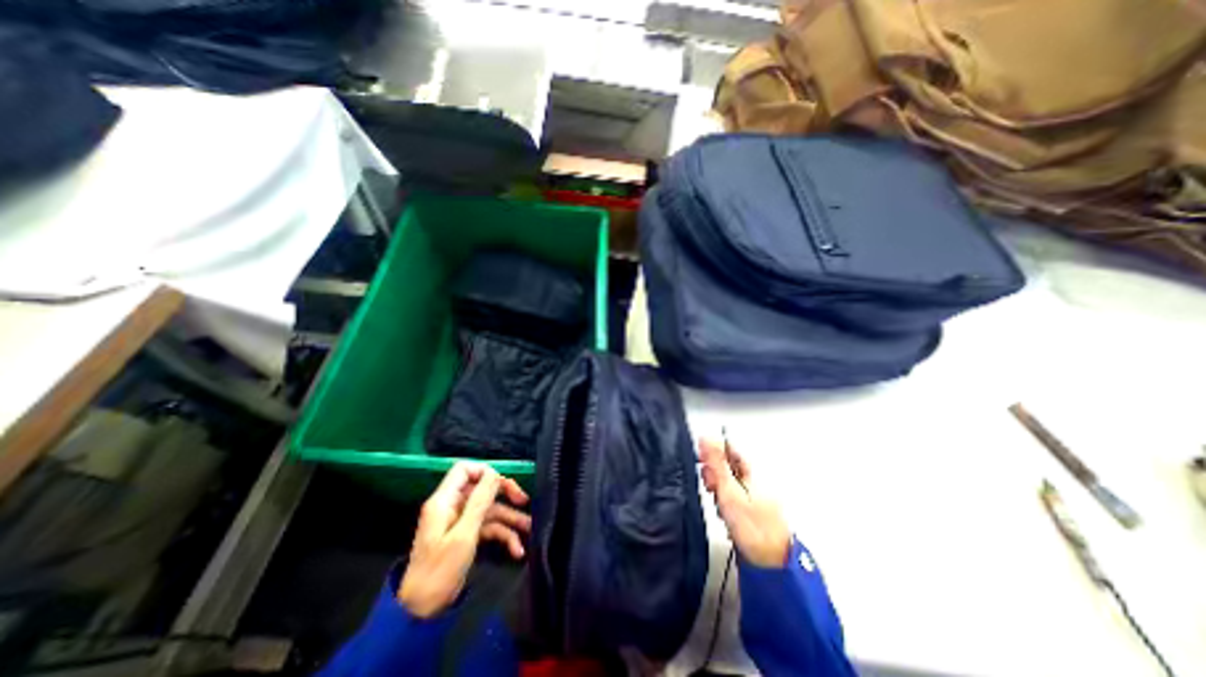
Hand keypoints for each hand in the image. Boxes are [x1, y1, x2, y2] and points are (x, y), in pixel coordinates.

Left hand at [398, 463, 528, 616]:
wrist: (422, 612)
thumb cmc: (439, 570)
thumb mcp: (464, 534)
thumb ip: (480, 501)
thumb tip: (494, 473)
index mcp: (445, 501)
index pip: (464, 469)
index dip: (484, 471)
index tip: (501, 483)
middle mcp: (453, 506)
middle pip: (482, 488)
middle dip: (505, 494)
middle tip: (524, 500)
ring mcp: (461, 521)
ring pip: (490, 509)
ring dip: (510, 519)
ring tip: (530, 528)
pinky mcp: (467, 536)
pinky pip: (489, 527)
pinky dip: (503, 536)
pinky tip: (517, 549)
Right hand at [698, 436, 794, 568]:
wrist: (771, 566)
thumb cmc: (752, 528)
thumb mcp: (730, 492)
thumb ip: (717, 464)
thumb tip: (706, 437)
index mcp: (753, 470)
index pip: (729, 448)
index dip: (712, 452)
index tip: (702, 462)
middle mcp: (755, 479)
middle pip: (727, 464)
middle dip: (714, 474)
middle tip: (712, 488)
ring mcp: (754, 494)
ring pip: (727, 481)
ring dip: (718, 489)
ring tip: (719, 504)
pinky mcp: (750, 509)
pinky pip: (731, 496)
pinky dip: (724, 502)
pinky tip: (725, 514)